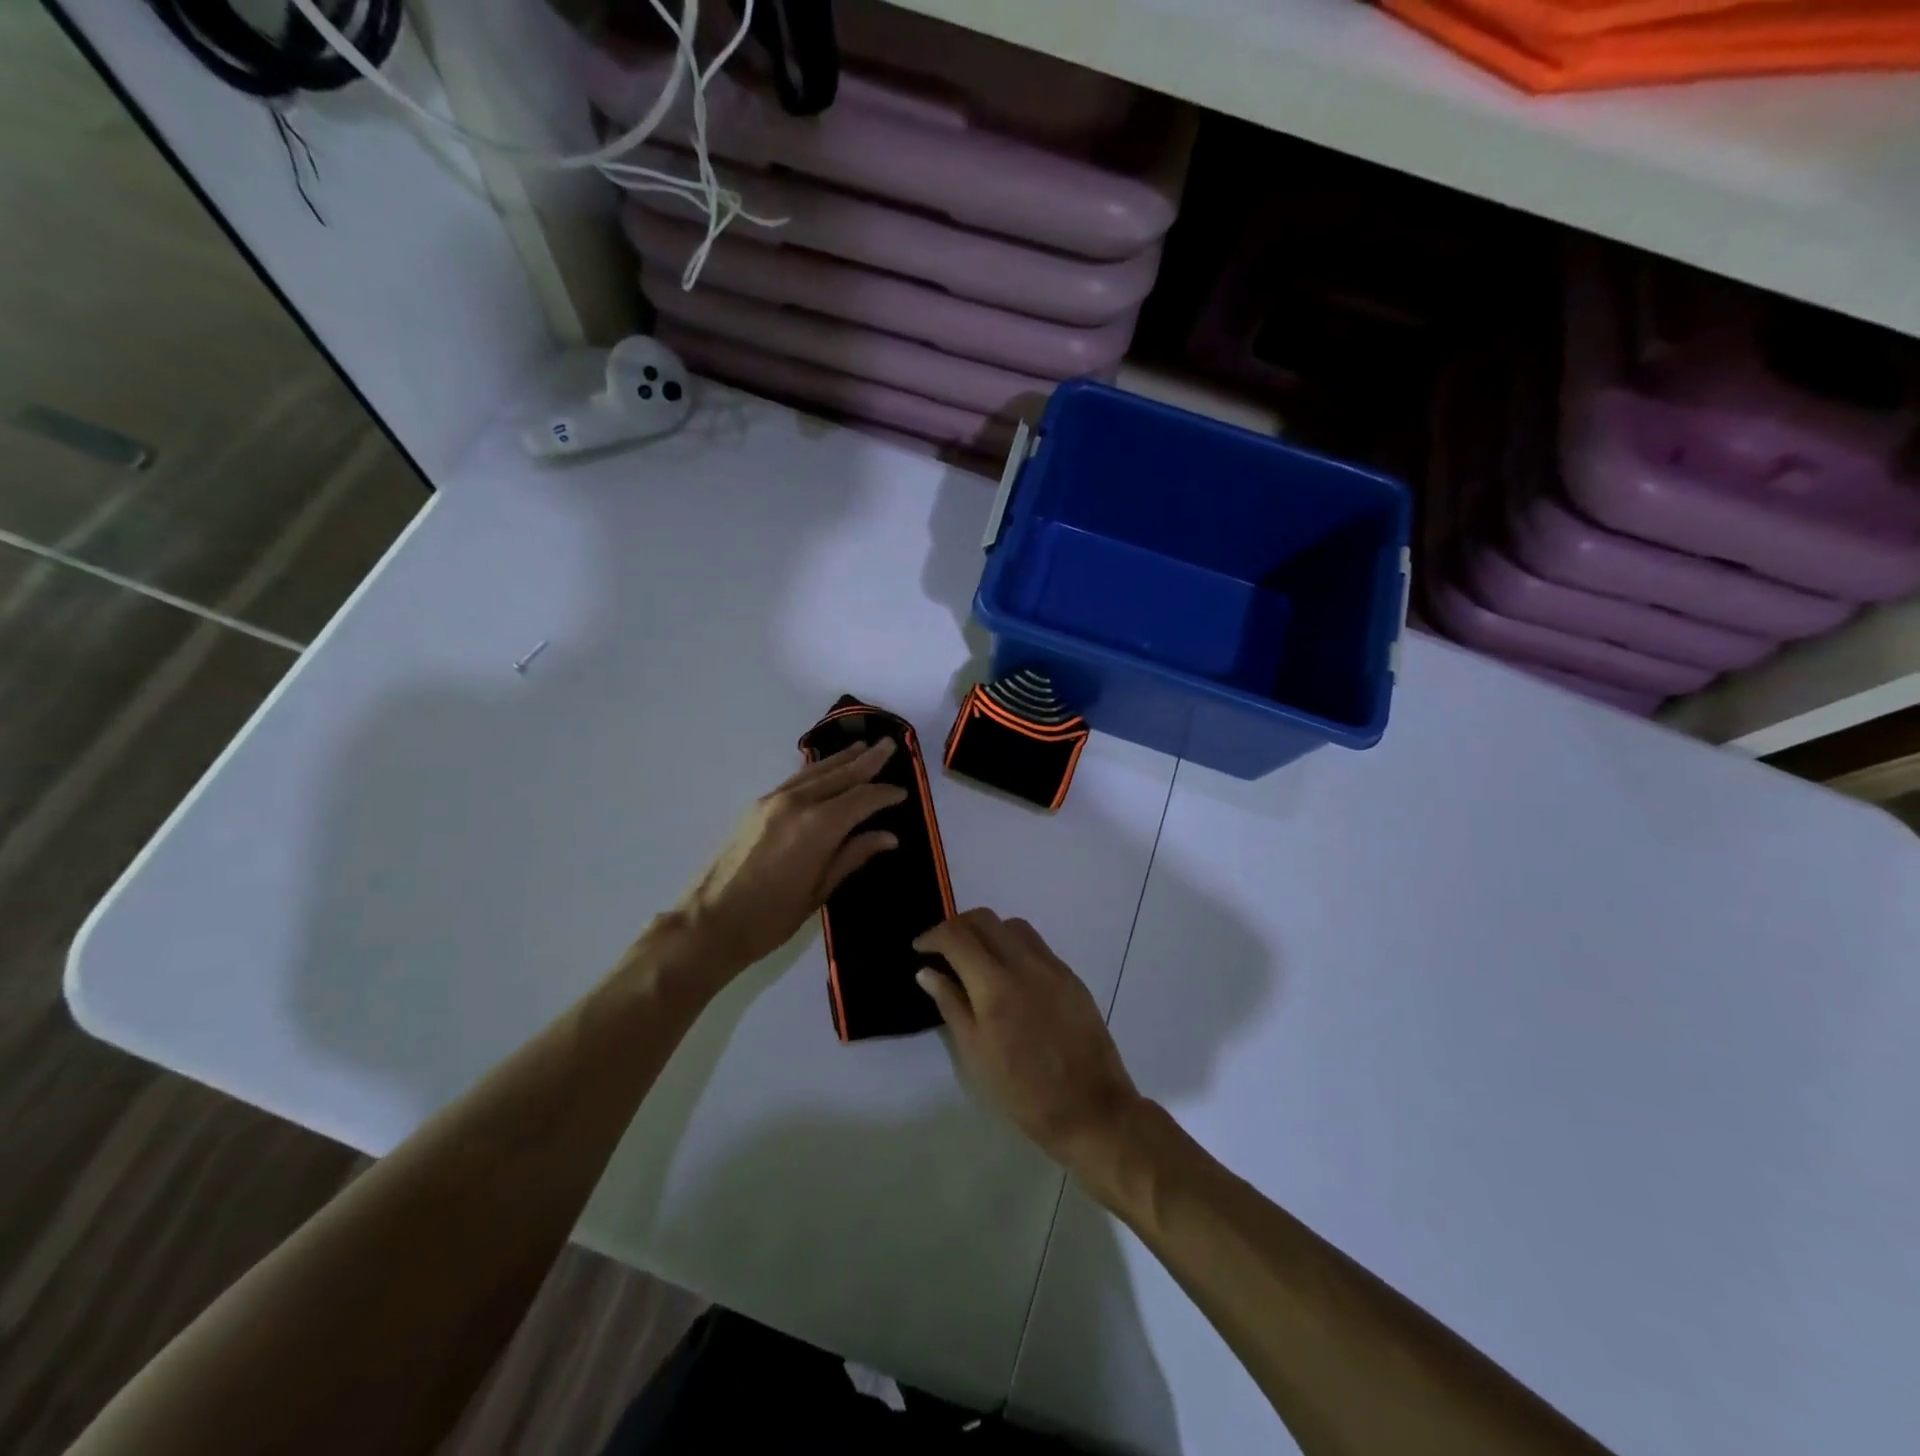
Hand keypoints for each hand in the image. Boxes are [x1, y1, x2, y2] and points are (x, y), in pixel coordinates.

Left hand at [673, 741, 904, 980]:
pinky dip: (816, 770)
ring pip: (816, 772)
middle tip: (890, 744)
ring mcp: (773, 801)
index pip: (861, 799)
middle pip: (840, 775)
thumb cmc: (771, 917)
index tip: (904, 792)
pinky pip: (796, 779)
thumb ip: (854, 855)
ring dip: (841, 759)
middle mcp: (797, 803)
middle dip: (867, 760)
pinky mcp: (757, 806)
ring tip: (862, 746)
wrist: (709, 922)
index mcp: (818, 826)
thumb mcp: (820, 891)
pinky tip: (824, 768)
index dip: (884, 794)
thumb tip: (888, 836)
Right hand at [915, 909, 1145, 1177]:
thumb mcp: (975, 1053)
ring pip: (1012, 926)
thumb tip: (927, 971)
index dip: (932, 935)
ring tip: (975, 959)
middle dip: (957, 927)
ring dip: (987, 932)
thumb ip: (951, 1004)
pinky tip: (1008, 975)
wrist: (1090, 1108)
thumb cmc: (1023, 1091)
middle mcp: (1025, 964)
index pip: (957, 936)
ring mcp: (1052, 967)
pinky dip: (1013, 946)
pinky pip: (1036, 945)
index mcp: (995, 985)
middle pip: (984, 919)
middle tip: (942, 949)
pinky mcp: (1071, 976)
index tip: (920, 949)